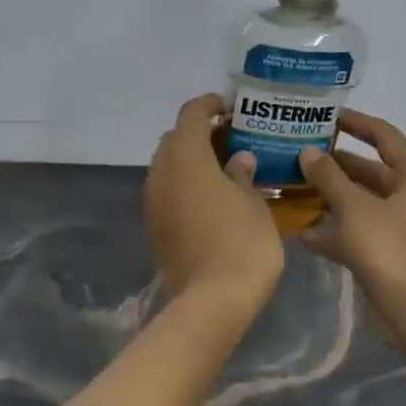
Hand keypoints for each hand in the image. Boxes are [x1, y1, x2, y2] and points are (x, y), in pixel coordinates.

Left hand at [144, 94, 284, 311]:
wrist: (211, 300)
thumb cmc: (242, 243)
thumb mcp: (253, 203)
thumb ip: (242, 174)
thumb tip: (238, 160)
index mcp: (186, 156)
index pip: (192, 114)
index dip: (211, 105)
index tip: (233, 108)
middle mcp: (161, 172)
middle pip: (175, 138)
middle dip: (200, 133)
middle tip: (233, 140)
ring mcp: (152, 200)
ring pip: (168, 166)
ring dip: (191, 161)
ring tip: (224, 169)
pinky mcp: (153, 225)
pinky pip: (167, 191)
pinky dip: (185, 185)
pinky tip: (211, 198)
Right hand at [297, 110, 405, 325]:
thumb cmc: (388, 249)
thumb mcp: (354, 208)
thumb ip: (329, 177)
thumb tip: (309, 152)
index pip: (384, 136)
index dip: (356, 122)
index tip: (325, 115)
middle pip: (368, 170)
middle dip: (333, 163)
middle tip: (298, 152)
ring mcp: (397, 225)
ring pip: (358, 201)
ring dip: (328, 196)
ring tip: (291, 186)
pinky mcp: (384, 251)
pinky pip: (354, 230)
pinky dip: (332, 229)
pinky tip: (301, 231)